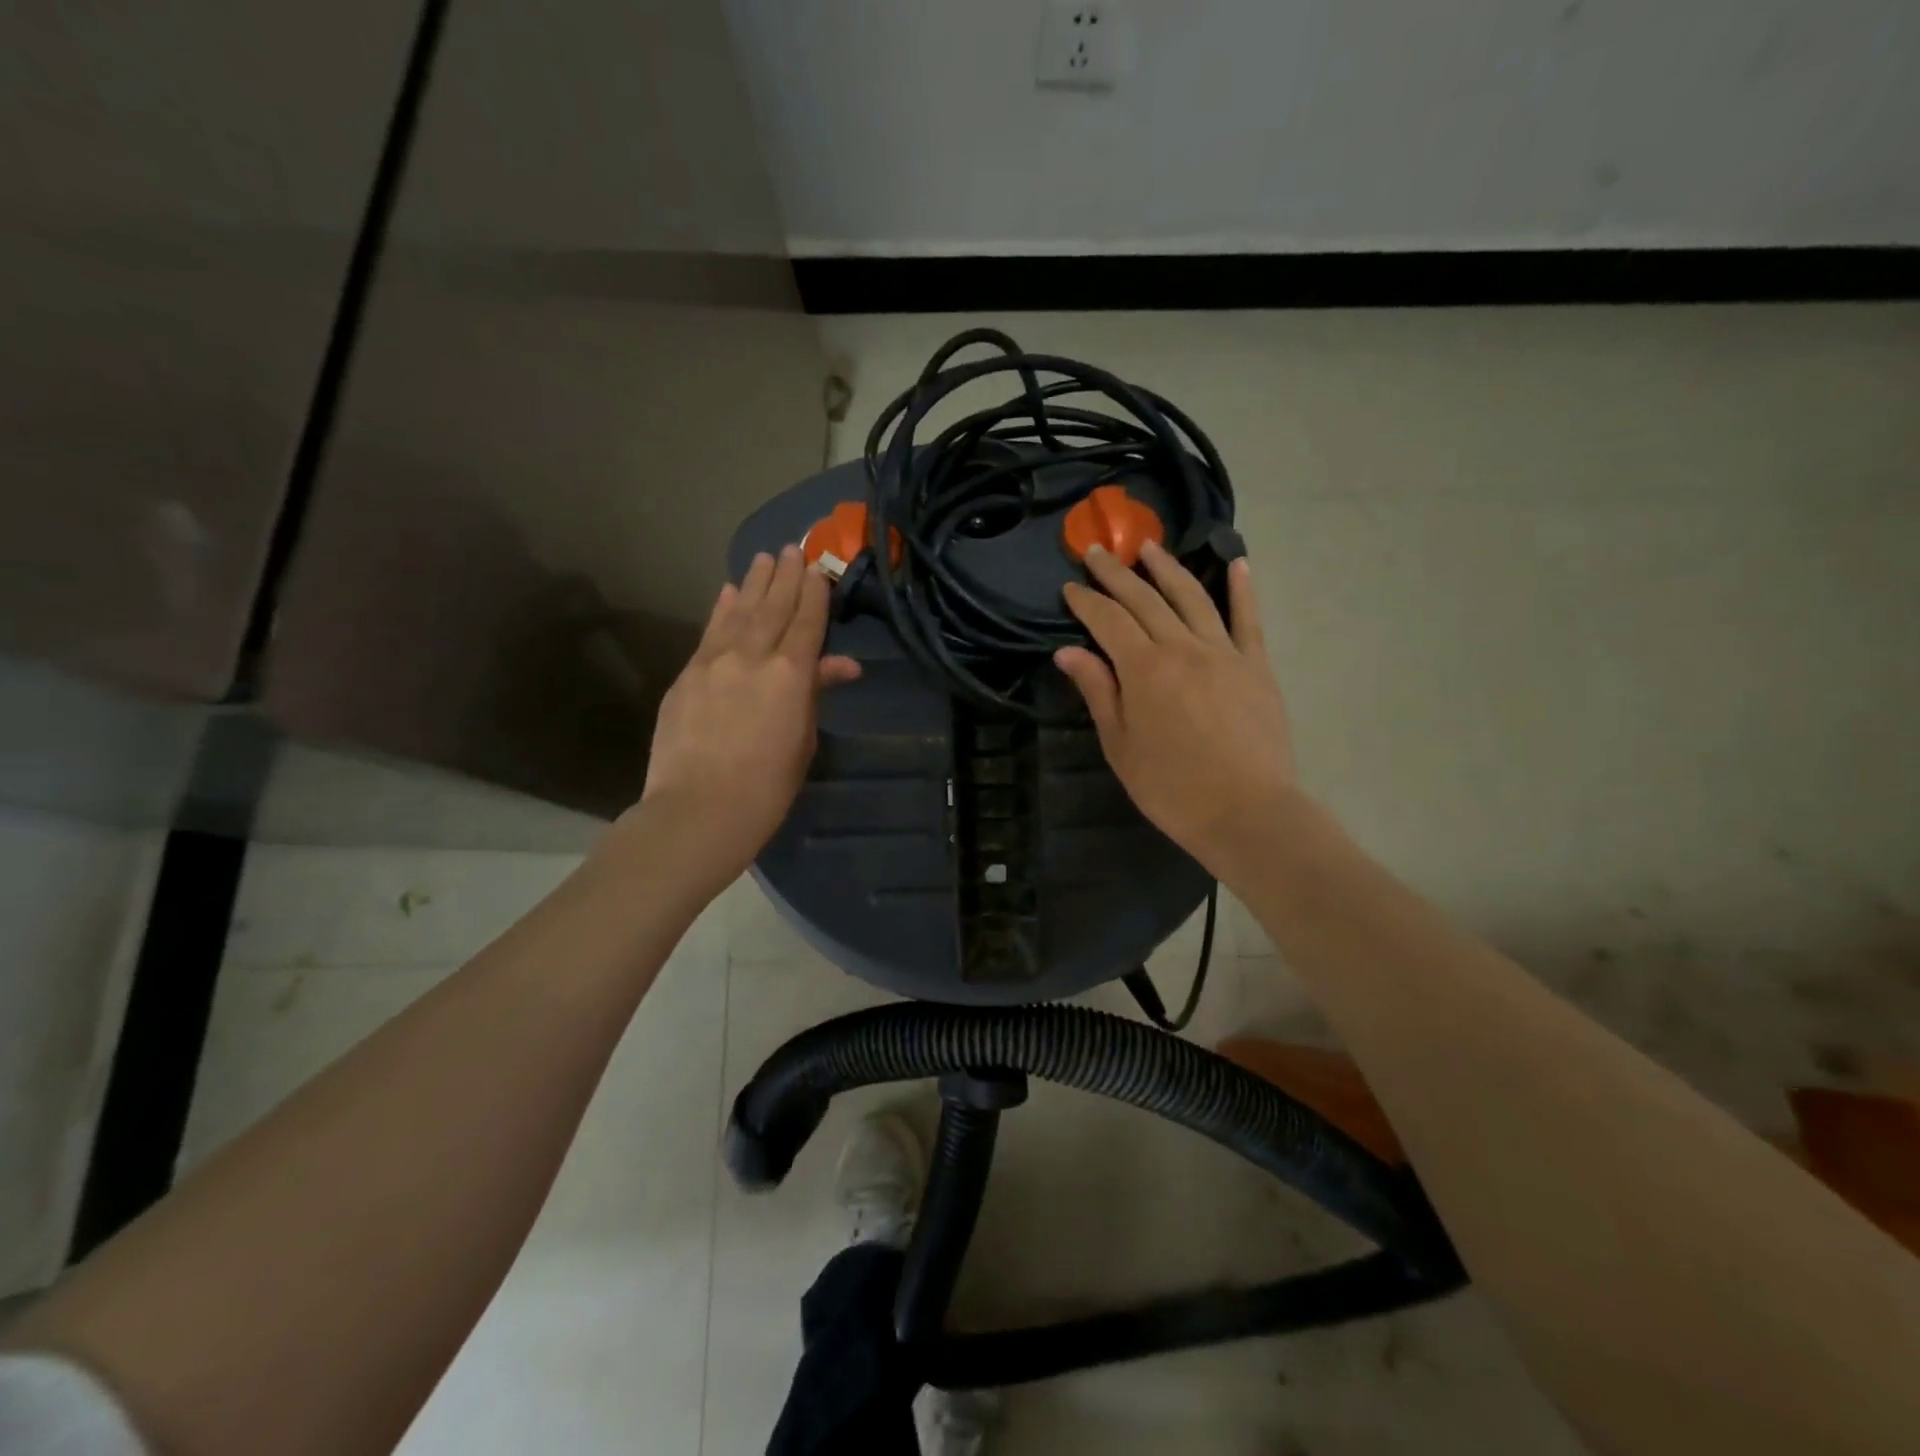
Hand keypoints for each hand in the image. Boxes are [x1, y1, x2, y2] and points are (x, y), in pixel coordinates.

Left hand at [637, 546, 860, 889]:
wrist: (698, 810)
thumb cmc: (767, 788)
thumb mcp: (803, 741)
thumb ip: (816, 694)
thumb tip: (842, 666)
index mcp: (790, 674)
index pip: (807, 623)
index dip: (814, 594)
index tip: (818, 569)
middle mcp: (752, 656)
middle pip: (773, 607)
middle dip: (786, 577)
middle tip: (793, 548)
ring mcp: (714, 662)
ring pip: (739, 612)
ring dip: (754, 584)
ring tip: (764, 559)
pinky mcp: (687, 675)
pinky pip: (709, 632)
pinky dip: (721, 609)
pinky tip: (728, 592)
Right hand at [1054, 541, 1297, 879]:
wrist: (1247, 811)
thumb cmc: (1171, 787)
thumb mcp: (1120, 745)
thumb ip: (1098, 691)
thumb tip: (1068, 651)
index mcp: (1144, 669)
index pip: (1108, 620)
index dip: (1086, 601)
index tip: (1070, 586)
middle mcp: (1182, 647)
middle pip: (1145, 599)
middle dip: (1117, 573)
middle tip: (1098, 552)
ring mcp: (1224, 652)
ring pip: (1193, 596)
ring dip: (1169, 568)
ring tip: (1150, 547)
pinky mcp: (1256, 665)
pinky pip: (1248, 619)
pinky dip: (1243, 589)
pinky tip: (1238, 564)